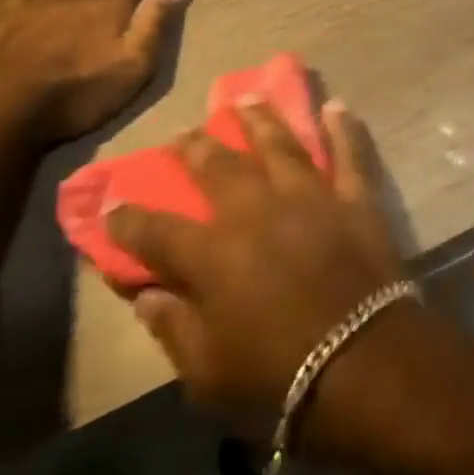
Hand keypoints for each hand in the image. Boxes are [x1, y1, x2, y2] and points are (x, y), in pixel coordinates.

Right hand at [107, 100, 406, 448]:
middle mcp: (256, 210)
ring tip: (247, 97)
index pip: (155, 229)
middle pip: (219, 167)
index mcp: (212, 254)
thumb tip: (145, 295)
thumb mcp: (206, 373)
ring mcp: (309, 196)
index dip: (127, 217)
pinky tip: (335, 106)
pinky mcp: (354, 198)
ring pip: (280, 144)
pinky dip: (343, 128)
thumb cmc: (277, 377)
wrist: (363, 362)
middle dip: (196, 147)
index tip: (110, 203)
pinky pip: (349, 153)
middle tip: (184, 133)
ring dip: (261, 118)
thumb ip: (172, 328)